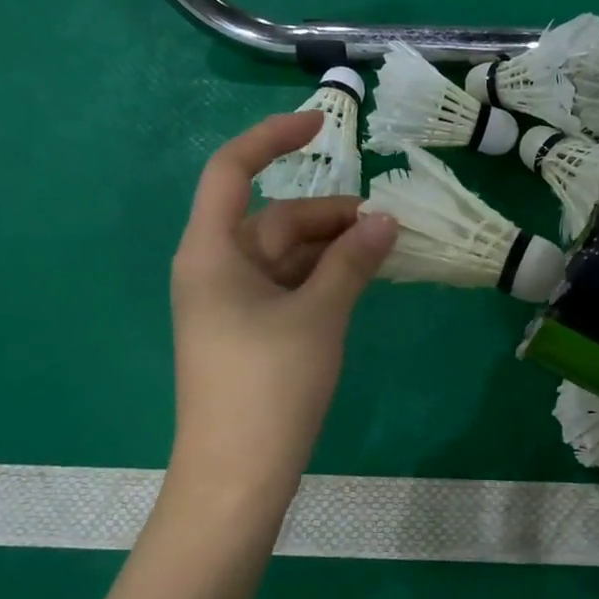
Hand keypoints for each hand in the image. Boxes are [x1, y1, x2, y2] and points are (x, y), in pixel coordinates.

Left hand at [167, 113, 396, 504]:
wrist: (237, 476)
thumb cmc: (270, 386)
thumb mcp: (319, 316)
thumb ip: (352, 262)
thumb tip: (386, 220)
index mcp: (212, 252)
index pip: (232, 170)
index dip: (273, 137)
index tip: (322, 123)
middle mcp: (216, 269)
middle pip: (273, 219)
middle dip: (329, 215)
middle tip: (387, 225)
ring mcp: (231, 304)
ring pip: (286, 256)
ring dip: (332, 249)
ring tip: (384, 252)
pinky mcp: (249, 332)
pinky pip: (289, 287)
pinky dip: (323, 279)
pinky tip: (360, 282)